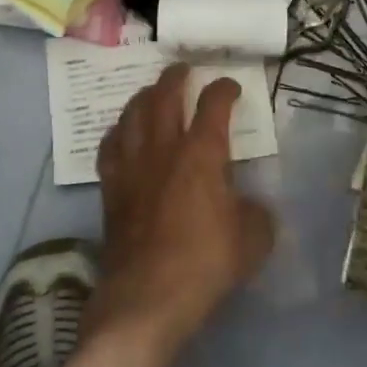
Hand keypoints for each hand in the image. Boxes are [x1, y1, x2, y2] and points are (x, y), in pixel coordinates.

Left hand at [89, 65, 274, 358]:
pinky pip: (109, 147)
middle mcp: (163, 149)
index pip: (213, 105)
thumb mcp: (252, 241)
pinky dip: (117, 132)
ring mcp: (132, 167)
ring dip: (143, 97)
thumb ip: (256, 214)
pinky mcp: (111, 188)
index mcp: (201, 154)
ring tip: (151, 92)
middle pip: (164, 97)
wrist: (147, 297)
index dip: (223, 89)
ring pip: (132, 115)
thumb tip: (249, 206)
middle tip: (183, 69)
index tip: (230, 86)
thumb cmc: (205, 264)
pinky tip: (121, 133)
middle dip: (175, 77)